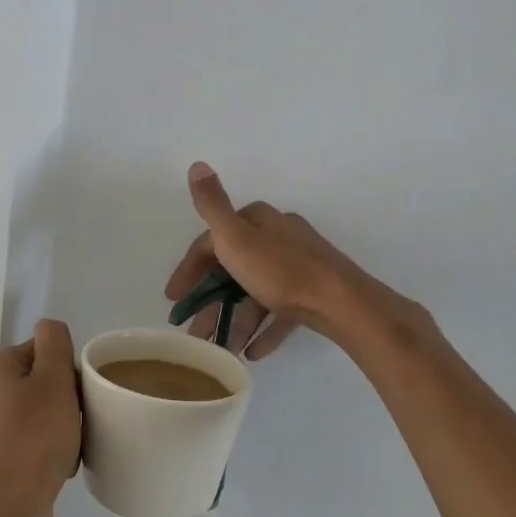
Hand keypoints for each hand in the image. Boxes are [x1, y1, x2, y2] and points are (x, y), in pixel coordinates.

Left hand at [0, 319, 82, 516]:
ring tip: (75, 444)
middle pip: (46, 381)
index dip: (68, 367)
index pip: (45, 349)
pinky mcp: (5, 459)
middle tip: (82, 418)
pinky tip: (66, 464)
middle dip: (70, 398)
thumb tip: (50, 328)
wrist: (11, 508)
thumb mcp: (53, 378)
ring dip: (67, 425)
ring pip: (46, 413)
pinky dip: (56, 449)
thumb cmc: (35, 437)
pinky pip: (39, 441)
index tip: (81, 391)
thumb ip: (54, 343)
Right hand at [165, 162, 392, 360]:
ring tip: (220, 348)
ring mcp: (298, 265)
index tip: (174, 300)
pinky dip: (263, 330)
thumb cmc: (281, 270)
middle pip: (233, 270)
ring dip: (235, 320)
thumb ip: (212, 204)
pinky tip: (251, 352)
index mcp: (258, 220)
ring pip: (255, 293)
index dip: (189, 270)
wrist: (341, 303)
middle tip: (193, 329)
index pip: (212, 242)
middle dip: (211, 301)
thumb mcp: (236, 236)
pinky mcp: (312, 292)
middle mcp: (278, 236)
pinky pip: (280, 311)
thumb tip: (197, 164)